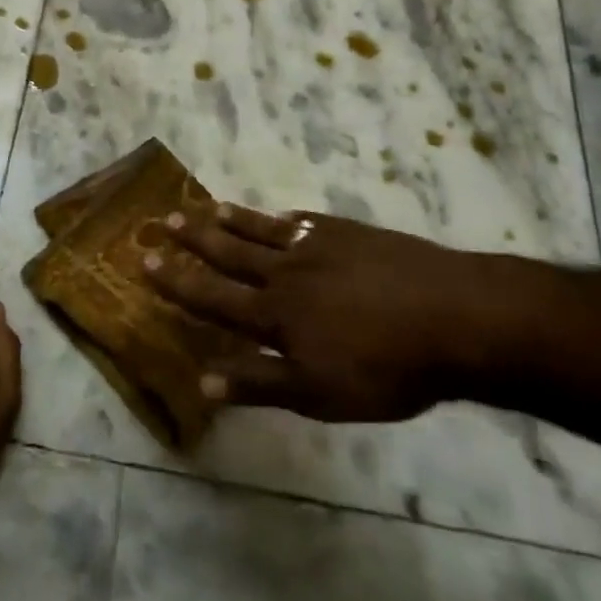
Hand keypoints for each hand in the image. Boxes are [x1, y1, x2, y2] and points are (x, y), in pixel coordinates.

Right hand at [144, 204, 530, 421]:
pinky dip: (283, 218)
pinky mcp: (350, 234)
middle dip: (195, 240)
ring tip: (205, 207)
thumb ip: (260, 384)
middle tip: (166, 220)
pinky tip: (280, 214)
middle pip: (231, 254)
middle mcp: (286, 273)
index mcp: (275, 314)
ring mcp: (319, 247)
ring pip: (263, 231)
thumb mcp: (320, 393)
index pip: (213, 297)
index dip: (178, 282)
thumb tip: (202, 381)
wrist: (454, 318)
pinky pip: (305, 222)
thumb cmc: (386, 368)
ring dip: (231, 221)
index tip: (146, 261)